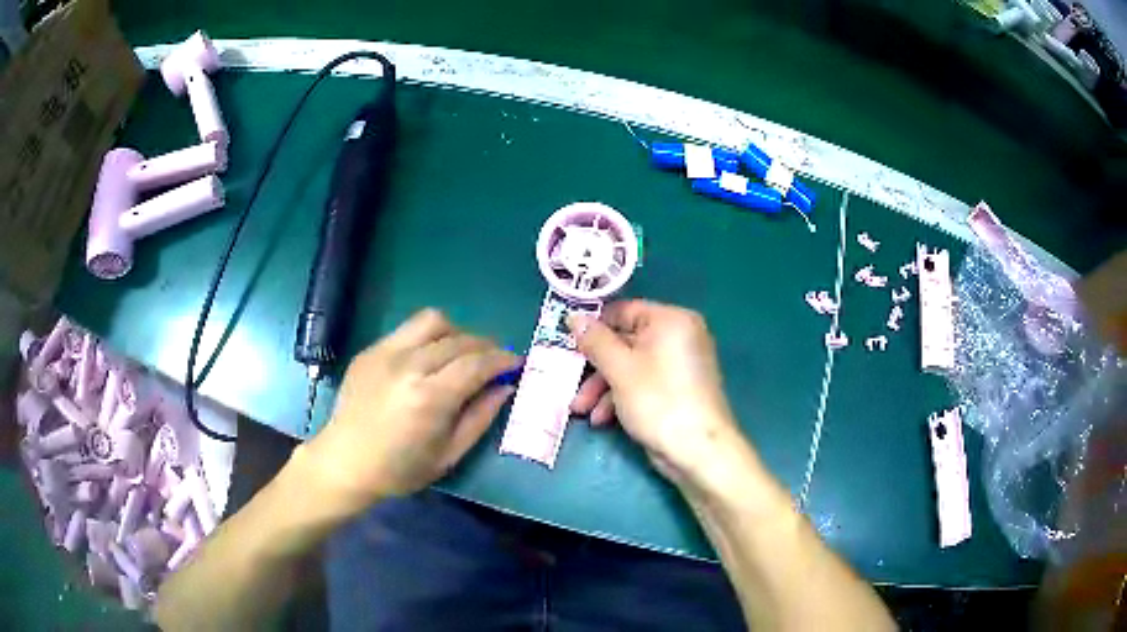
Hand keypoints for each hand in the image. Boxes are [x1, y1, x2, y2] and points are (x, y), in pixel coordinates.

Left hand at [302, 309, 518, 511]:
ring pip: (433, 321)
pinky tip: (429, 359)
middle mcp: (409, 365)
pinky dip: (429, 338)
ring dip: (457, 332)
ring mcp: (385, 353)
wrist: (345, 461)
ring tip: (462, 353)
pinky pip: (408, 330)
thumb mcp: (449, 455)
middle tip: (494, 361)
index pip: (477, 363)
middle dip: (486, 346)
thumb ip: (481, 418)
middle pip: (460, 339)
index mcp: (430, 397)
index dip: (502, 360)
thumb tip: (505, 387)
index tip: (516, 363)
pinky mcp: (371, 350)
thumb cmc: (400, 469)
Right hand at [569, 300, 748, 487]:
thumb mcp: (619, 369)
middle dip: (595, 368)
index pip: (623, 311)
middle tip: (570, 383)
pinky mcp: (677, 390)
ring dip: (603, 388)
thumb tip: (573, 316)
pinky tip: (602, 420)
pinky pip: (644, 383)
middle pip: (625, 342)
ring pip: (631, 366)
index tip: (567, 343)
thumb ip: (594, 341)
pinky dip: (622, 397)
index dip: (593, 327)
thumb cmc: (658, 401)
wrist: (698, 451)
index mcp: (671, 320)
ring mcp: (680, 365)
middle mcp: (679, 336)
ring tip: (581, 410)